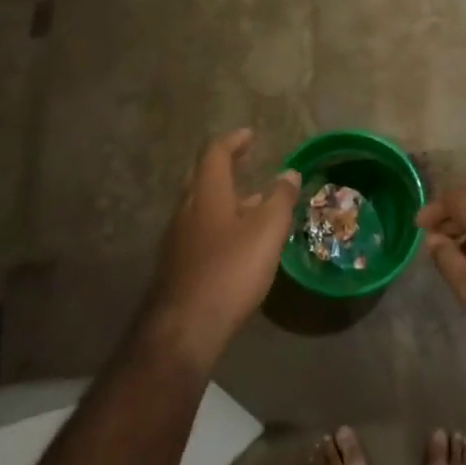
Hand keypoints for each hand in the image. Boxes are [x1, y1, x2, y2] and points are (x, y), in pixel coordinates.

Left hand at [145, 130, 299, 369]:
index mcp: (207, 193)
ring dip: (224, 197)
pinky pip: (199, 230)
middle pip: (202, 177)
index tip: (249, 135)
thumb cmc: (230, 270)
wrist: (184, 329)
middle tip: (246, 161)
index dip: (233, 141)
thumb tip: (288, 173)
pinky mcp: (177, 265)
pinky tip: (237, 242)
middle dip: (224, 166)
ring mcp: (177, 239)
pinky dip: (219, 223)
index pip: (215, 153)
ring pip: (201, 206)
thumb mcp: (267, 231)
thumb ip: (280, 199)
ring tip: (252, 203)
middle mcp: (186, 209)